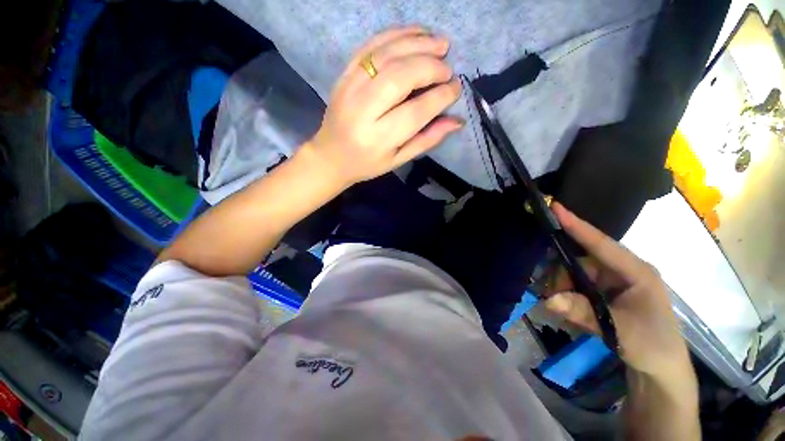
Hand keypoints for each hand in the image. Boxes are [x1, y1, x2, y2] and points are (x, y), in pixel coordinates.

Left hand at [303, 26, 462, 186]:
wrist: (331, 156)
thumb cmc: (367, 163)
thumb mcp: (398, 160)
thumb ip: (427, 140)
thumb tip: (457, 121)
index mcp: (379, 139)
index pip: (416, 111)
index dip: (440, 97)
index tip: (456, 88)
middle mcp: (363, 111)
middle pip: (401, 77)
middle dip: (430, 67)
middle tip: (448, 69)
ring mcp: (350, 88)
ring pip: (387, 55)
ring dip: (418, 44)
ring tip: (441, 44)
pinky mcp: (344, 75)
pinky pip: (370, 46)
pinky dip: (396, 35)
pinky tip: (416, 33)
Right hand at [543, 203, 690, 377]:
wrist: (661, 369)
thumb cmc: (651, 345)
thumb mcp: (618, 330)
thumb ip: (583, 312)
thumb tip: (548, 299)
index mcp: (635, 271)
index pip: (601, 244)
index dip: (577, 225)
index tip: (555, 207)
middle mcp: (621, 271)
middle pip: (580, 261)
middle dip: (561, 275)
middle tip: (550, 294)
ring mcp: (612, 281)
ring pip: (575, 274)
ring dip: (562, 288)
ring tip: (558, 305)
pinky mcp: (604, 292)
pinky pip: (577, 285)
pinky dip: (567, 294)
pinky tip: (566, 307)